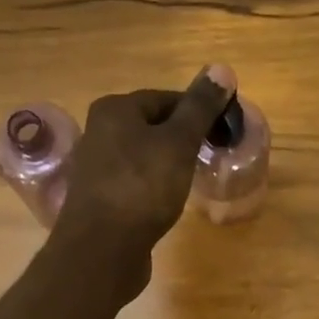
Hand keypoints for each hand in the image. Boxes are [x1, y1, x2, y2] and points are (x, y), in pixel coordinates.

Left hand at [55, 65, 235, 278]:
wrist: (102, 250)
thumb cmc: (142, 189)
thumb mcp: (178, 143)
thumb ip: (200, 108)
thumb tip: (222, 68)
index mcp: (114, 109)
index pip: (164, 98)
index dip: (196, 110)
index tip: (221, 128)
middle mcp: (98, 133)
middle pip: (150, 127)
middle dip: (180, 138)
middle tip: (209, 155)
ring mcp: (96, 170)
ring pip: (141, 158)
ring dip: (166, 165)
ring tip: (191, 180)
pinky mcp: (100, 203)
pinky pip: (133, 186)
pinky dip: (152, 189)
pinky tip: (166, 204)